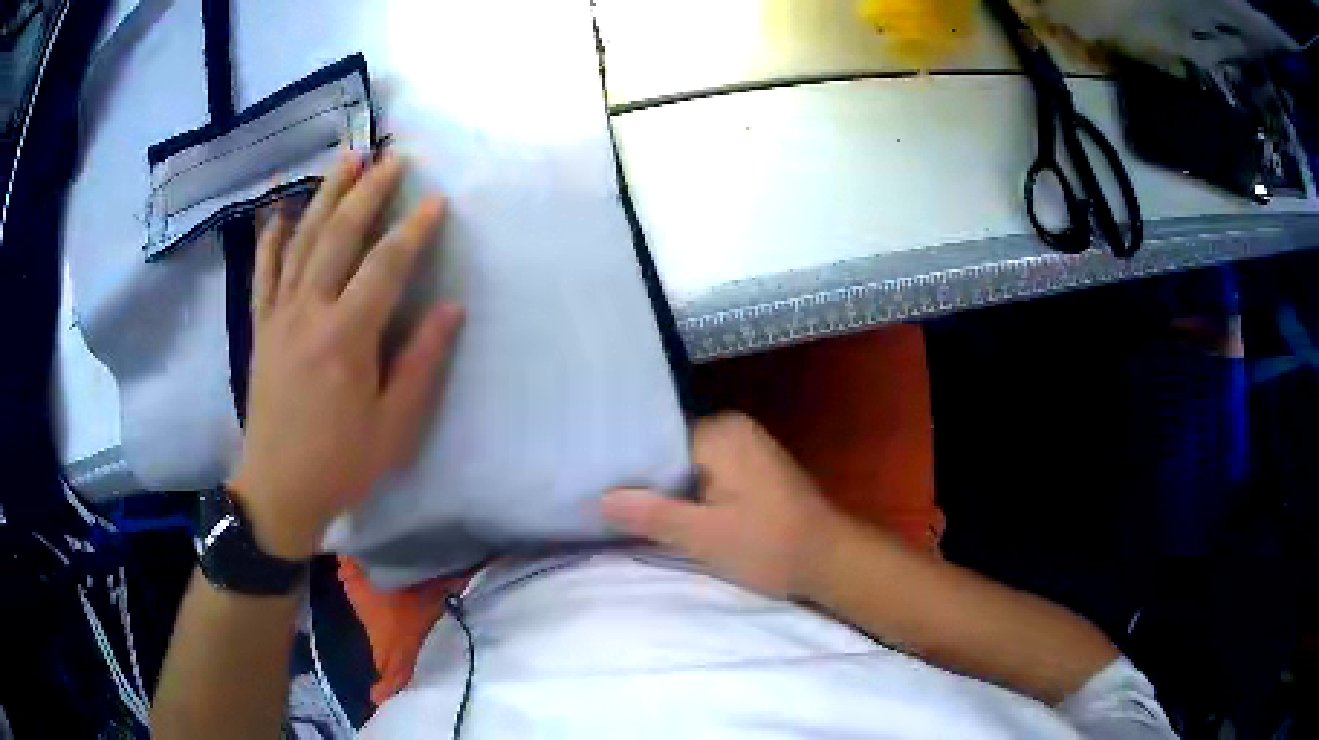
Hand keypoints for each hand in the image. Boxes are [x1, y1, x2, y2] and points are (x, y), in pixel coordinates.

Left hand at [229, 154, 462, 559]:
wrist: (277, 490)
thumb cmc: (341, 463)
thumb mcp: (393, 427)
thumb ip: (421, 363)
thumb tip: (450, 308)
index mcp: (346, 337)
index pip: (385, 266)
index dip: (414, 229)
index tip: (436, 199)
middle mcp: (309, 313)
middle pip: (339, 237)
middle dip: (367, 192)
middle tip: (390, 158)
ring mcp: (279, 316)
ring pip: (301, 242)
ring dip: (324, 197)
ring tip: (345, 161)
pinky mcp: (260, 328)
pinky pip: (264, 274)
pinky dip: (272, 240)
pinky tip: (281, 214)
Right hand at [602, 413, 846, 598]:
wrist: (831, 561)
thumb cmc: (770, 546)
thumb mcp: (704, 536)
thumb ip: (651, 514)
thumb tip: (601, 498)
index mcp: (721, 432)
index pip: (655, 439)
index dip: (626, 467)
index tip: (595, 488)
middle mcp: (733, 429)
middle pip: (670, 452)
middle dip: (645, 481)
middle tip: (604, 505)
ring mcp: (747, 449)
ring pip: (688, 467)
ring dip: (667, 492)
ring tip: (627, 512)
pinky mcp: (754, 471)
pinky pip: (708, 476)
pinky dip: (690, 496)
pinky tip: (669, 517)